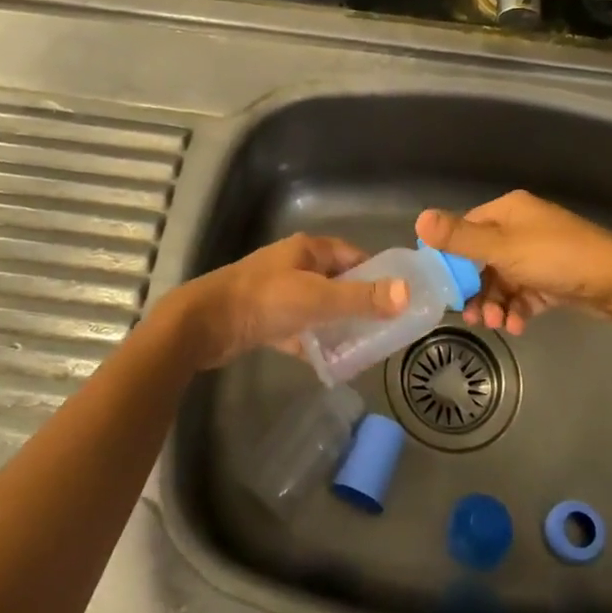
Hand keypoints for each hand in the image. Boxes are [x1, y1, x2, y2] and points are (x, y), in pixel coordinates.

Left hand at [167, 234, 408, 368]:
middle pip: (337, 281)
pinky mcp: (266, 319)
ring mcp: (279, 293)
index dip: (377, 273)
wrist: (205, 324)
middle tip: (386, 328)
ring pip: (319, 306)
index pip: (353, 256)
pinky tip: (329, 362)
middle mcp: (295, 266)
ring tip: (364, 348)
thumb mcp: (318, 298)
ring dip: (338, 324)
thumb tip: (407, 293)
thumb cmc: (264, 301)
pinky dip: (313, 342)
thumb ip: (361, 298)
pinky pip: (300, 328)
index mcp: (308, 250)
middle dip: (360, 302)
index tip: (400, 297)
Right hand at [415, 190, 611, 333]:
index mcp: (508, 211)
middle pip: (482, 258)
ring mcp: (537, 254)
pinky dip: (516, 309)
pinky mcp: (551, 279)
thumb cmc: (556, 257)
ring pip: (502, 280)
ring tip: (496, 323)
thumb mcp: (503, 248)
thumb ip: (460, 238)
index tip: (440, 285)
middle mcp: (521, 228)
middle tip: (469, 315)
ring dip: (495, 303)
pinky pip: (523, 294)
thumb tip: (419, 218)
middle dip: (475, 288)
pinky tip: (516, 326)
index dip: (451, 256)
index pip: (466, 229)